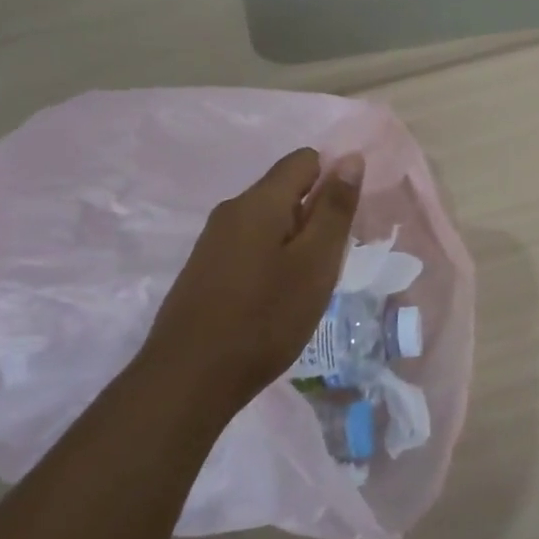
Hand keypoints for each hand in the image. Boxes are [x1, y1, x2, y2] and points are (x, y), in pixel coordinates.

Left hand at [148, 148, 363, 405]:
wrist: (187, 381)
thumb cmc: (264, 318)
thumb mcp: (315, 263)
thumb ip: (334, 208)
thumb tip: (351, 158)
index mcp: (260, 201)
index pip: (306, 160)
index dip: (333, 182)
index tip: (344, 224)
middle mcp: (232, 210)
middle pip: (287, 190)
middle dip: (315, 217)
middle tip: (328, 263)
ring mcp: (213, 241)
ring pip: (269, 221)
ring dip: (295, 242)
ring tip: (305, 287)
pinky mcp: (204, 269)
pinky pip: (250, 246)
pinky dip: (272, 261)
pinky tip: (275, 300)